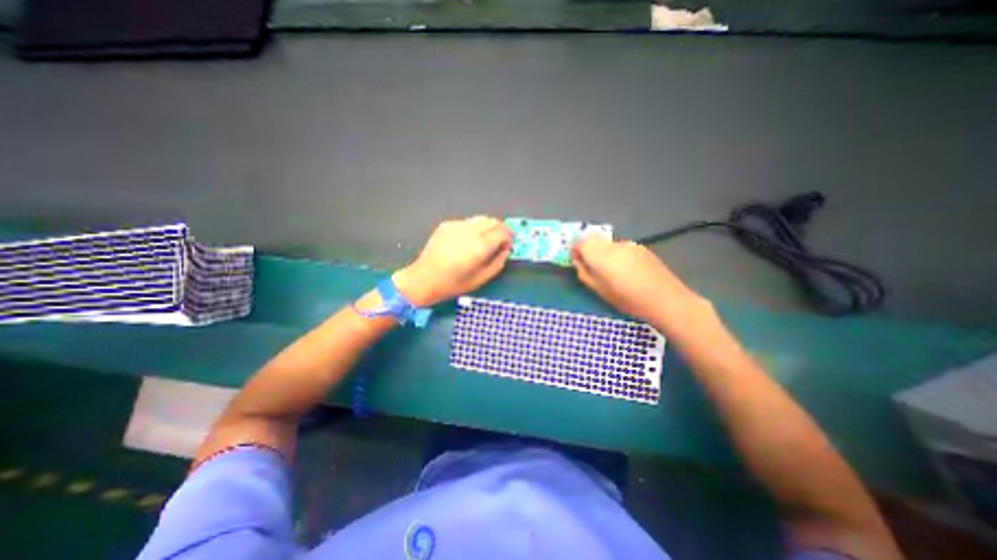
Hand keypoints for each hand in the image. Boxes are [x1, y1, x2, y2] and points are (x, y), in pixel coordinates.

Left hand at [391, 217, 508, 308]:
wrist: (424, 279)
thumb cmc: (453, 284)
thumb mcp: (482, 279)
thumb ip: (498, 261)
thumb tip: (506, 249)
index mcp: (480, 246)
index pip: (503, 231)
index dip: (509, 237)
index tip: (507, 246)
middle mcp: (470, 231)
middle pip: (493, 221)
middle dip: (500, 230)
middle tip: (498, 242)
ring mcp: (457, 225)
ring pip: (481, 219)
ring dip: (487, 227)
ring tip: (483, 241)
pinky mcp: (447, 224)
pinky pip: (467, 222)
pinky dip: (473, 228)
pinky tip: (466, 242)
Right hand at [573, 235, 703, 323]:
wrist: (665, 299)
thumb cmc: (628, 300)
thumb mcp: (599, 290)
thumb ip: (584, 272)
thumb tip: (578, 261)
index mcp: (601, 255)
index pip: (580, 241)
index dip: (575, 249)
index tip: (576, 260)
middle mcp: (613, 245)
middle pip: (593, 239)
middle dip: (588, 249)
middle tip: (592, 267)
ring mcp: (628, 244)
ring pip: (607, 243)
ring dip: (603, 252)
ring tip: (612, 271)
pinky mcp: (640, 247)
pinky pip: (620, 247)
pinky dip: (616, 254)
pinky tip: (627, 270)